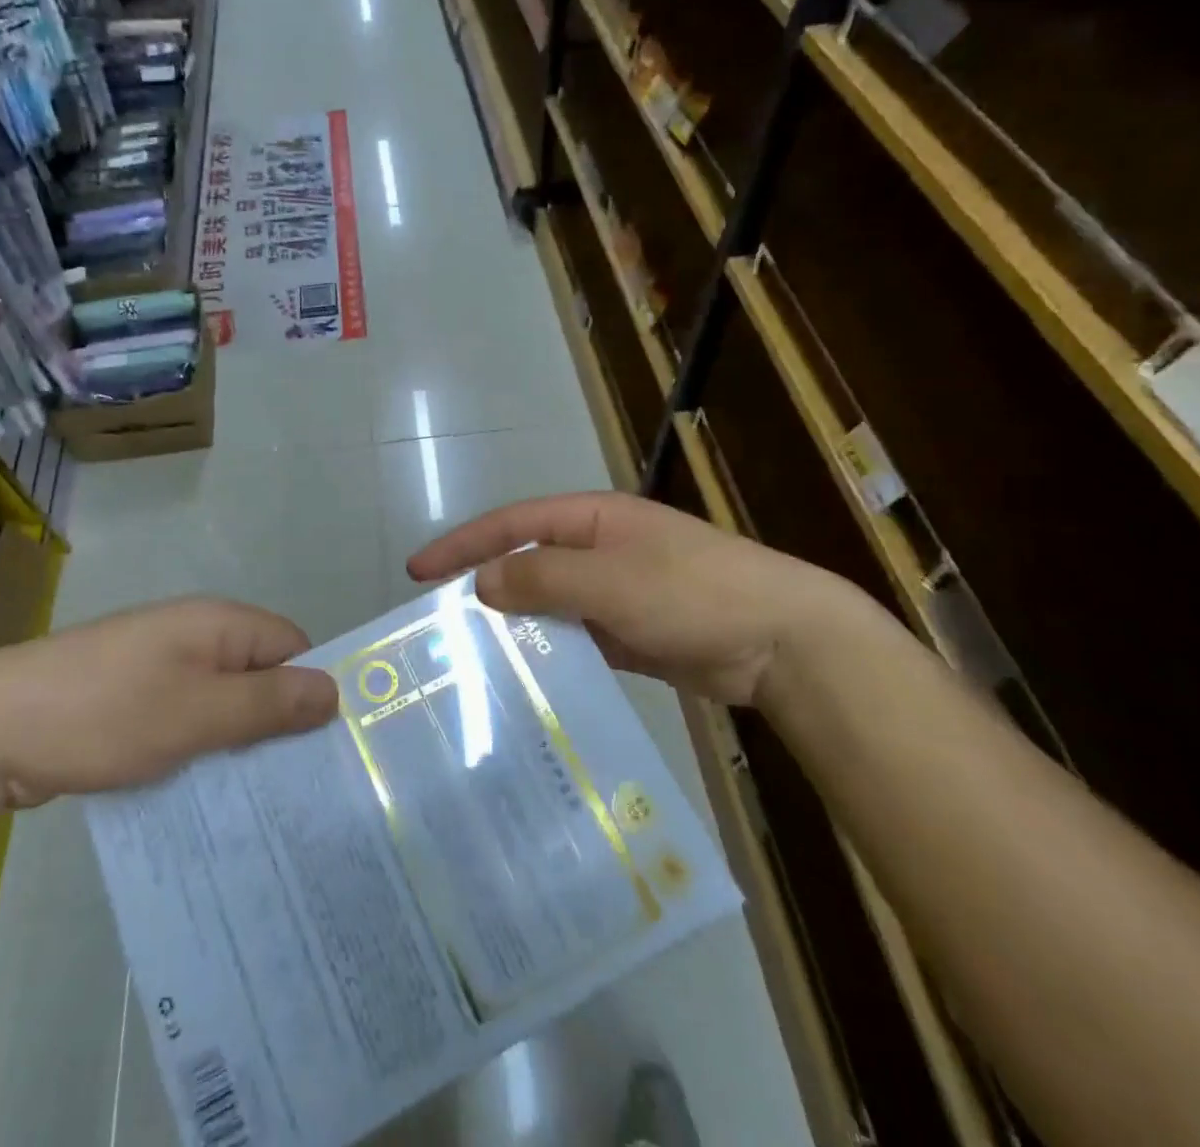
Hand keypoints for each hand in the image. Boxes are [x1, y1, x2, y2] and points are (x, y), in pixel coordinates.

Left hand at [0, 598, 339, 806]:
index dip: (313, 691)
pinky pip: (188, 720)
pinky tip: (204, 795)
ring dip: (238, 744)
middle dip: (278, 725)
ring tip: (259, 802)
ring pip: (223, 704)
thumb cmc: (107, 713)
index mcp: (219, 623)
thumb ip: (269, 703)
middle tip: (297, 787)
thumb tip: (335, 690)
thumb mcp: (198, 713)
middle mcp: (195, 636)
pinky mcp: (134, 700)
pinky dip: (201, 751)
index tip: (328, 750)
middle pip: (260, 676)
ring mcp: (161, 668)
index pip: (293, 647)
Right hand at [407, 492, 882, 705]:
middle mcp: (597, 549)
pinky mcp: (627, 634)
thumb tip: (482, 583)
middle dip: (481, 587)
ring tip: (470, 658)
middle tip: (436, 624)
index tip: (418, 571)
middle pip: (525, 563)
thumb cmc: (692, 593)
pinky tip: (523, 681)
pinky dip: (548, 654)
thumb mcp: (609, 579)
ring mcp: (613, 592)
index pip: (511, 524)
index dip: (462, 543)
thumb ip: (541, 579)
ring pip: (546, 605)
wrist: (780, 641)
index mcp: (590, 519)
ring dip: (514, 626)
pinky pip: (573, 638)